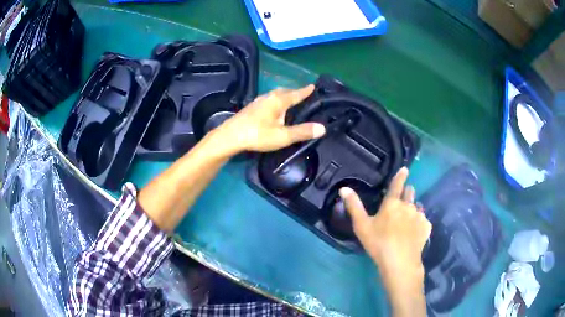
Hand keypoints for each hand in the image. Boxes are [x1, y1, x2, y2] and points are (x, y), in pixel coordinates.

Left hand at [215, 85, 325, 153]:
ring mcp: (258, 101)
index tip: (313, 86)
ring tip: (290, 100)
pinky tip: (273, 108)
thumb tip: (323, 127)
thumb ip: (302, 132)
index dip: (305, 91)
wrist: (231, 136)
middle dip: (294, 92)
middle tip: (303, 94)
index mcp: (279, 101)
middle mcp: (269, 97)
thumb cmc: (258, 135)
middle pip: (285, 91)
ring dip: (284, 95)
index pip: (296, 94)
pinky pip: (268, 99)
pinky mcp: (251, 107)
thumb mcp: (283, 136)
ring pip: (275, 94)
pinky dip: (276, 100)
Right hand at [339, 167, 431, 292]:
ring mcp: (419, 216)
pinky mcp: (426, 227)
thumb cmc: (378, 243)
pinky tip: (415, 232)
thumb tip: (344, 188)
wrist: (400, 262)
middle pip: (410, 193)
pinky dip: (419, 222)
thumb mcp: (362, 226)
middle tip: (403, 198)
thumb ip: (354, 206)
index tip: (405, 169)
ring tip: (408, 219)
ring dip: (413, 208)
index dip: (401, 176)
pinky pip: (423, 220)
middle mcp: (408, 205)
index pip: (397, 184)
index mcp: (392, 203)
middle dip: (407, 192)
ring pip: (417, 207)